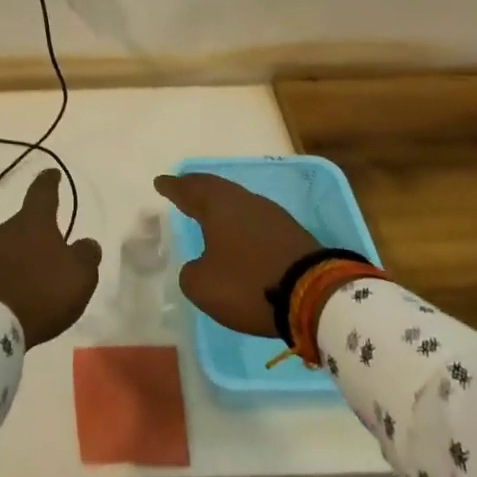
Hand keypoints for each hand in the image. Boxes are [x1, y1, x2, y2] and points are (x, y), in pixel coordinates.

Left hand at [0, 169, 101, 346]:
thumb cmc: (41, 293)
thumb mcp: (80, 276)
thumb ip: (86, 255)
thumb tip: (86, 242)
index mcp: (33, 222)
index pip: (43, 192)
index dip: (49, 181)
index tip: (52, 174)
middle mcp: (5, 229)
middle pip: (25, 223)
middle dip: (38, 232)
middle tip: (52, 249)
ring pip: (9, 246)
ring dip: (21, 256)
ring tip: (35, 277)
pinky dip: (7, 275)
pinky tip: (15, 293)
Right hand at [152, 173, 320, 337]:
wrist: (315, 295)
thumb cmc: (249, 284)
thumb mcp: (202, 286)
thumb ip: (192, 272)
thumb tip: (200, 265)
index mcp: (218, 207)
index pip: (189, 190)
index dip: (173, 187)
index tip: (161, 181)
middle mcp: (244, 202)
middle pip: (215, 188)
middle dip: (197, 187)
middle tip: (183, 186)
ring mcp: (271, 215)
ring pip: (238, 201)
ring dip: (221, 204)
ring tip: (209, 209)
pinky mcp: (291, 232)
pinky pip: (255, 218)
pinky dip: (240, 221)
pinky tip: (239, 231)